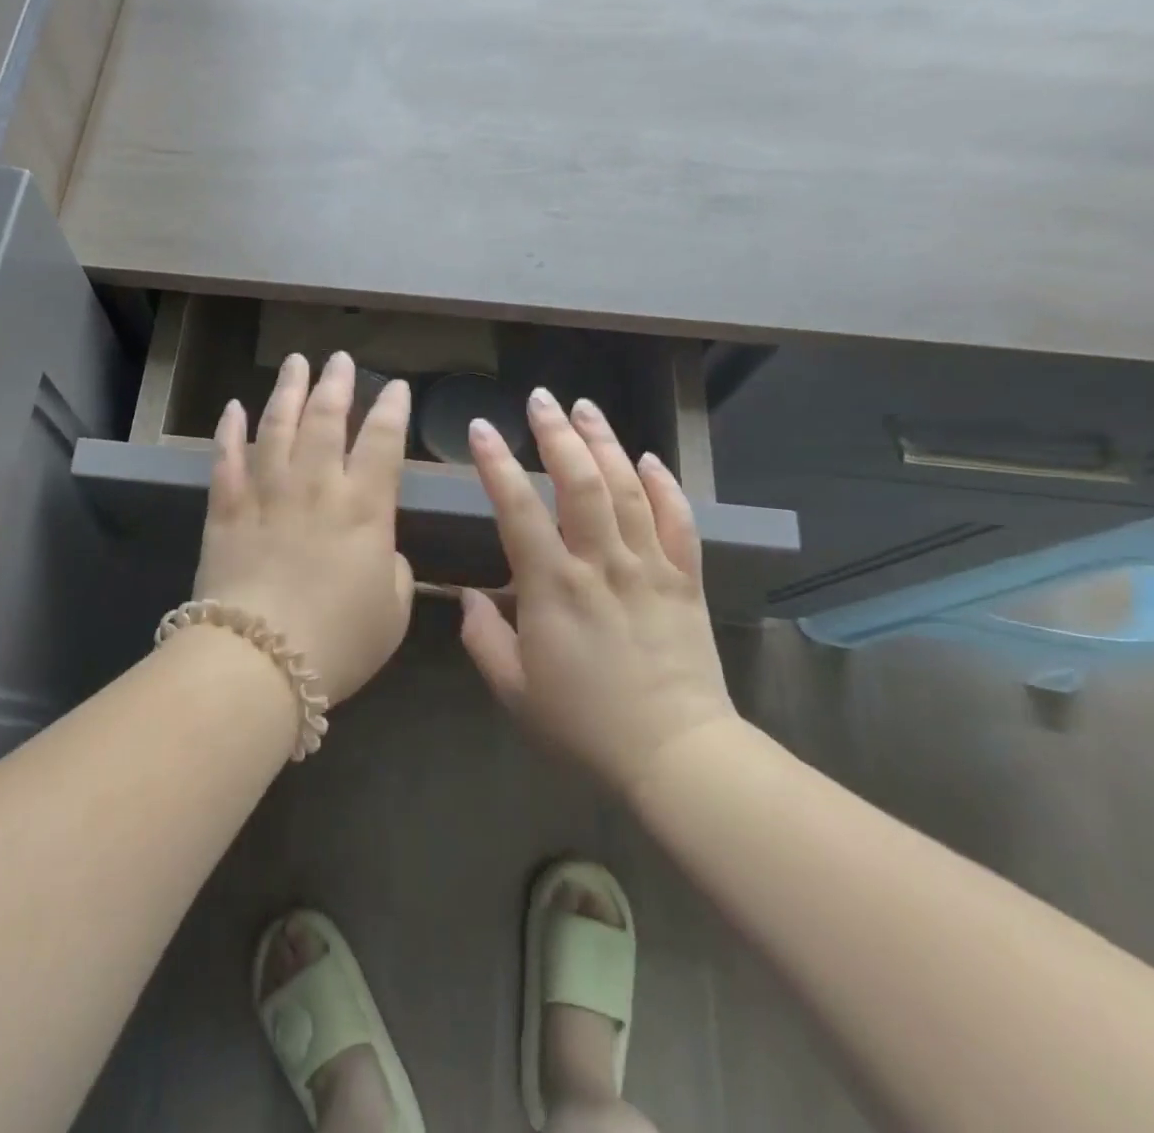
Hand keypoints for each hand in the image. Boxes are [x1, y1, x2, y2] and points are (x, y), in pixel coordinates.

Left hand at [193, 351, 414, 703]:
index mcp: (364, 508)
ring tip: (296, 362)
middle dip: (337, 384)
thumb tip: (382, 549)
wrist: (258, 660)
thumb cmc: (338, 642)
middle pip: (327, 419)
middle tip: (340, 359)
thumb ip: (395, 570)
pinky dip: (230, 429)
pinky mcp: (225, 508)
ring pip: (277, 425)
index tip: (397, 388)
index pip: (383, 442)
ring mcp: (266, 492)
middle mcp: (316, 486)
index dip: (392, 410)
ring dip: (288, 391)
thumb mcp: (393, 612)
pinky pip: (226, 458)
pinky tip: (234, 407)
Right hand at [460, 388, 737, 792]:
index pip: (519, 508)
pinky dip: (663, 484)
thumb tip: (468, 598)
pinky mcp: (685, 580)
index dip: (497, 463)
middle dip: (557, 433)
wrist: (676, 755)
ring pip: (627, 488)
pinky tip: (647, 458)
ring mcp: (649, 567)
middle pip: (580, 481)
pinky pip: (678, 520)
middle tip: (541, 398)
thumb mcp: (515, 691)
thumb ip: (484, 639)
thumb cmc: (585, 725)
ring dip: (604, 442)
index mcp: (553, 587)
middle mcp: (601, 564)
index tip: (482, 428)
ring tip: (585, 407)